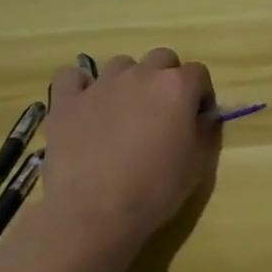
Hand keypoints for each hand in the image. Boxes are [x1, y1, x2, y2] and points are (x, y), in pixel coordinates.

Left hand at [28, 49, 216, 256]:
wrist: (94, 212)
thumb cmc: (155, 190)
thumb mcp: (197, 166)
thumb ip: (204, 131)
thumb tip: (201, 117)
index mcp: (177, 87)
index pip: (198, 73)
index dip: (200, 94)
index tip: (196, 118)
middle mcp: (141, 75)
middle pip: (162, 58)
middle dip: (167, 78)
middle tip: (161, 112)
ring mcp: (101, 84)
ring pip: (121, 64)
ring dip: (128, 80)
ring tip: (123, 111)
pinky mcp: (67, 101)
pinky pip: (72, 76)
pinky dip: (80, 86)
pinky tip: (84, 105)